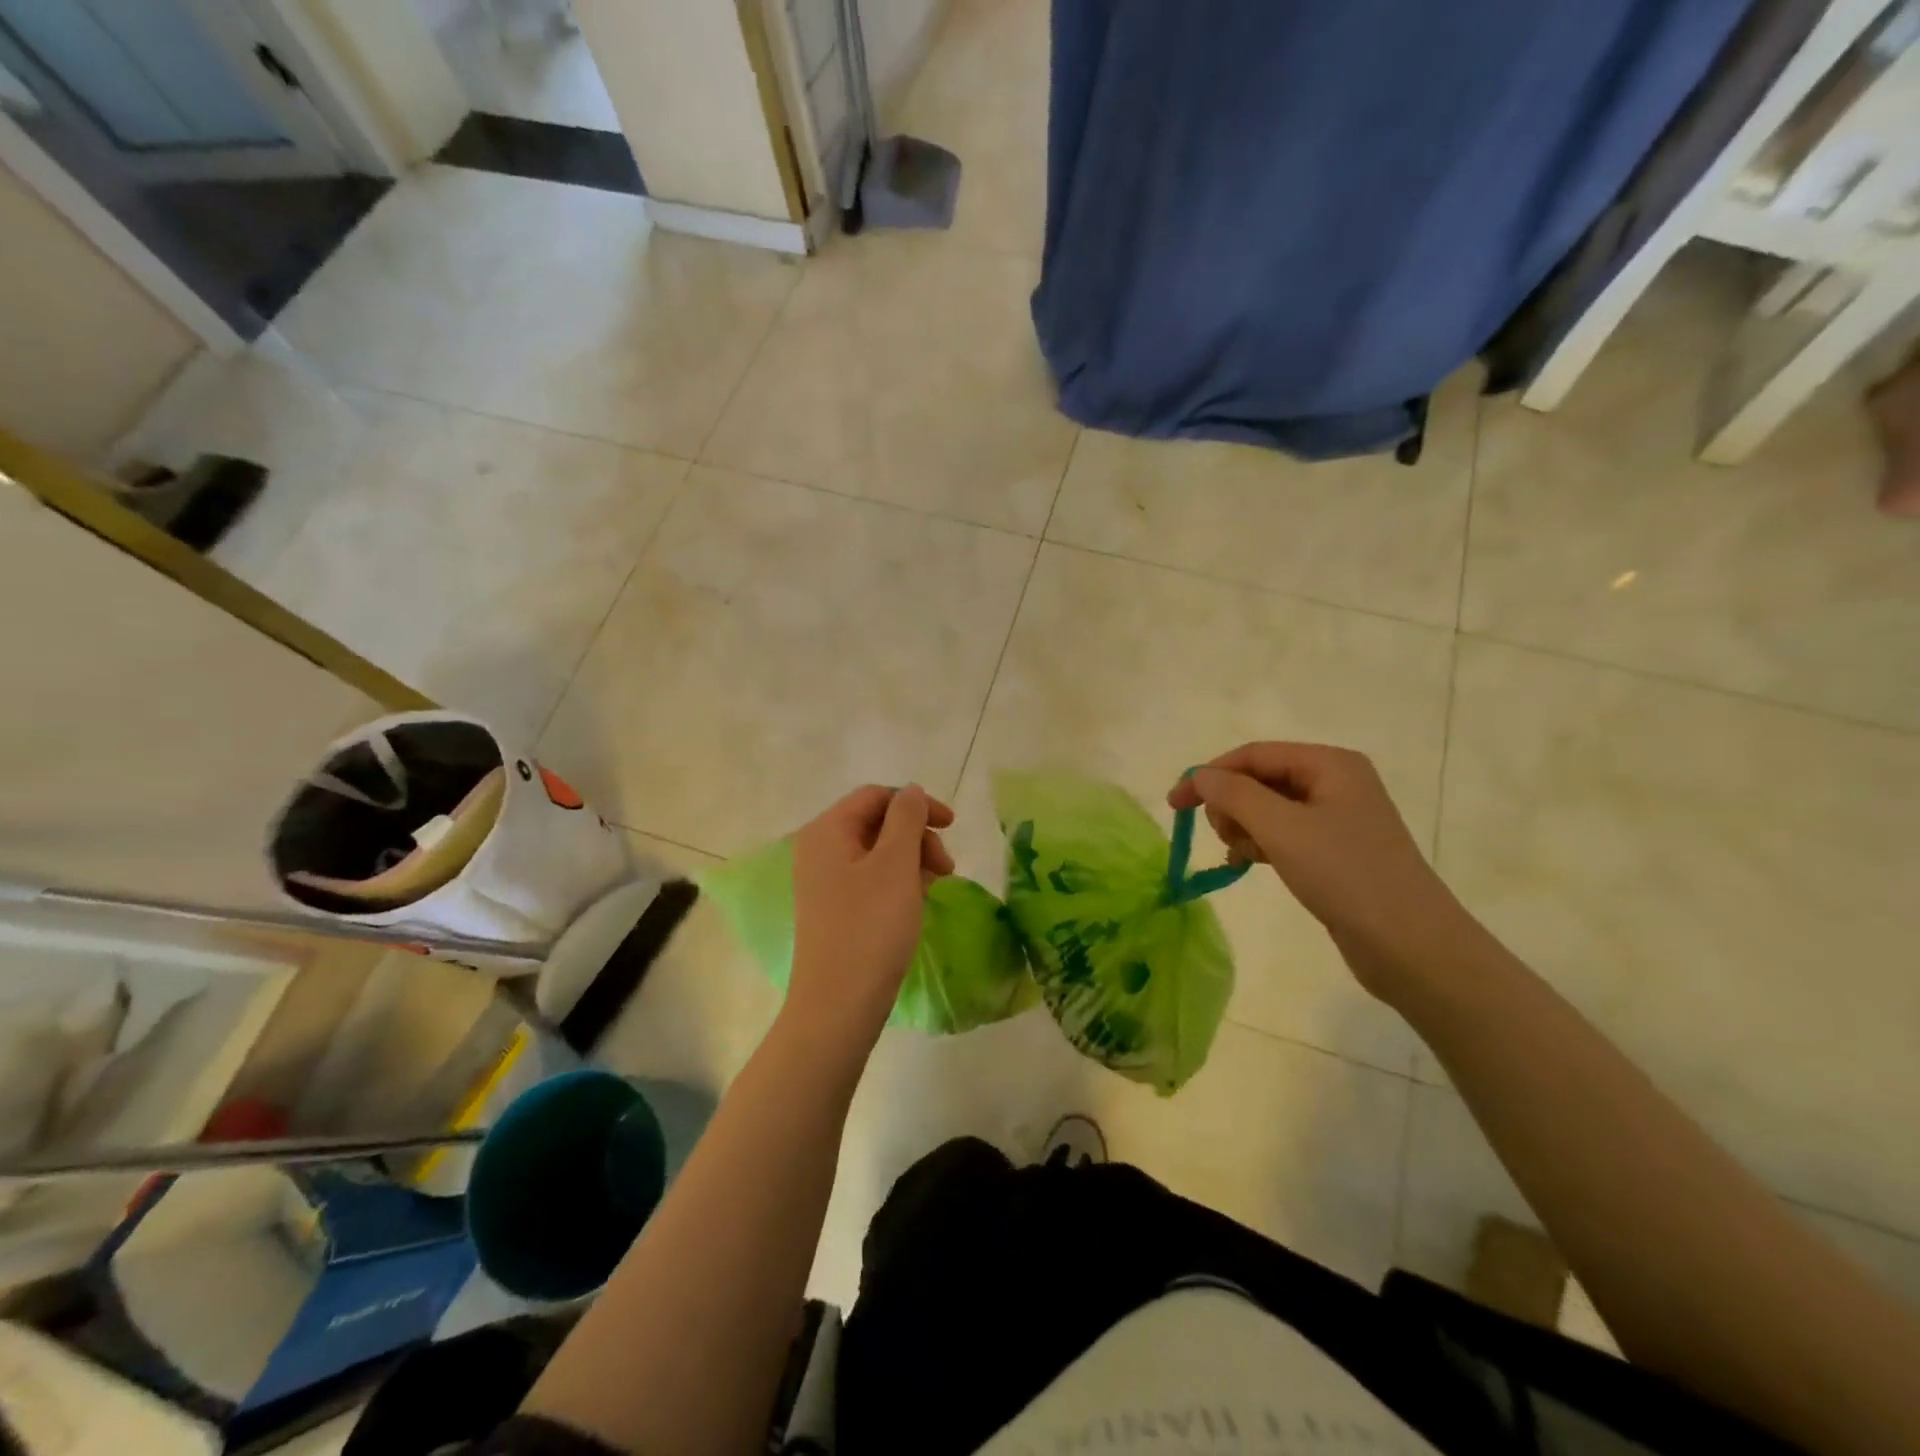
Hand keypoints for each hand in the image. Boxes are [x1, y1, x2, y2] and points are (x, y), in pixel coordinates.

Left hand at [786, 784, 953, 1052]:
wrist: (839, 1004)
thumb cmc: (870, 927)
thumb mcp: (896, 864)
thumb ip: (907, 818)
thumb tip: (910, 791)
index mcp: (826, 831)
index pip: (876, 796)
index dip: (917, 803)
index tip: (953, 826)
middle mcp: (818, 850)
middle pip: (876, 823)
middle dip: (917, 836)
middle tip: (947, 868)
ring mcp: (823, 882)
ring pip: (877, 853)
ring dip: (912, 860)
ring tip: (935, 886)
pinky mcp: (833, 910)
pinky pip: (870, 879)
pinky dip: (898, 881)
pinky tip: (917, 901)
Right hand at [1169, 743, 1485, 996]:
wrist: (1411, 945)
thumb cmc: (1346, 875)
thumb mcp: (1282, 828)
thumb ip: (1235, 794)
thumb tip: (1200, 775)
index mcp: (1330, 764)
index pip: (1254, 754)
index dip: (1210, 775)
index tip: (1175, 805)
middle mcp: (1336, 782)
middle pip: (1260, 778)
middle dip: (1231, 803)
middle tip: (1223, 836)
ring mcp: (1337, 817)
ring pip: (1268, 808)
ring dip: (1244, 826)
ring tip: (1241, 854)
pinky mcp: (1336, 850)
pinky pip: (1283, 833)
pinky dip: (1260, 843)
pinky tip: (1249, 862)